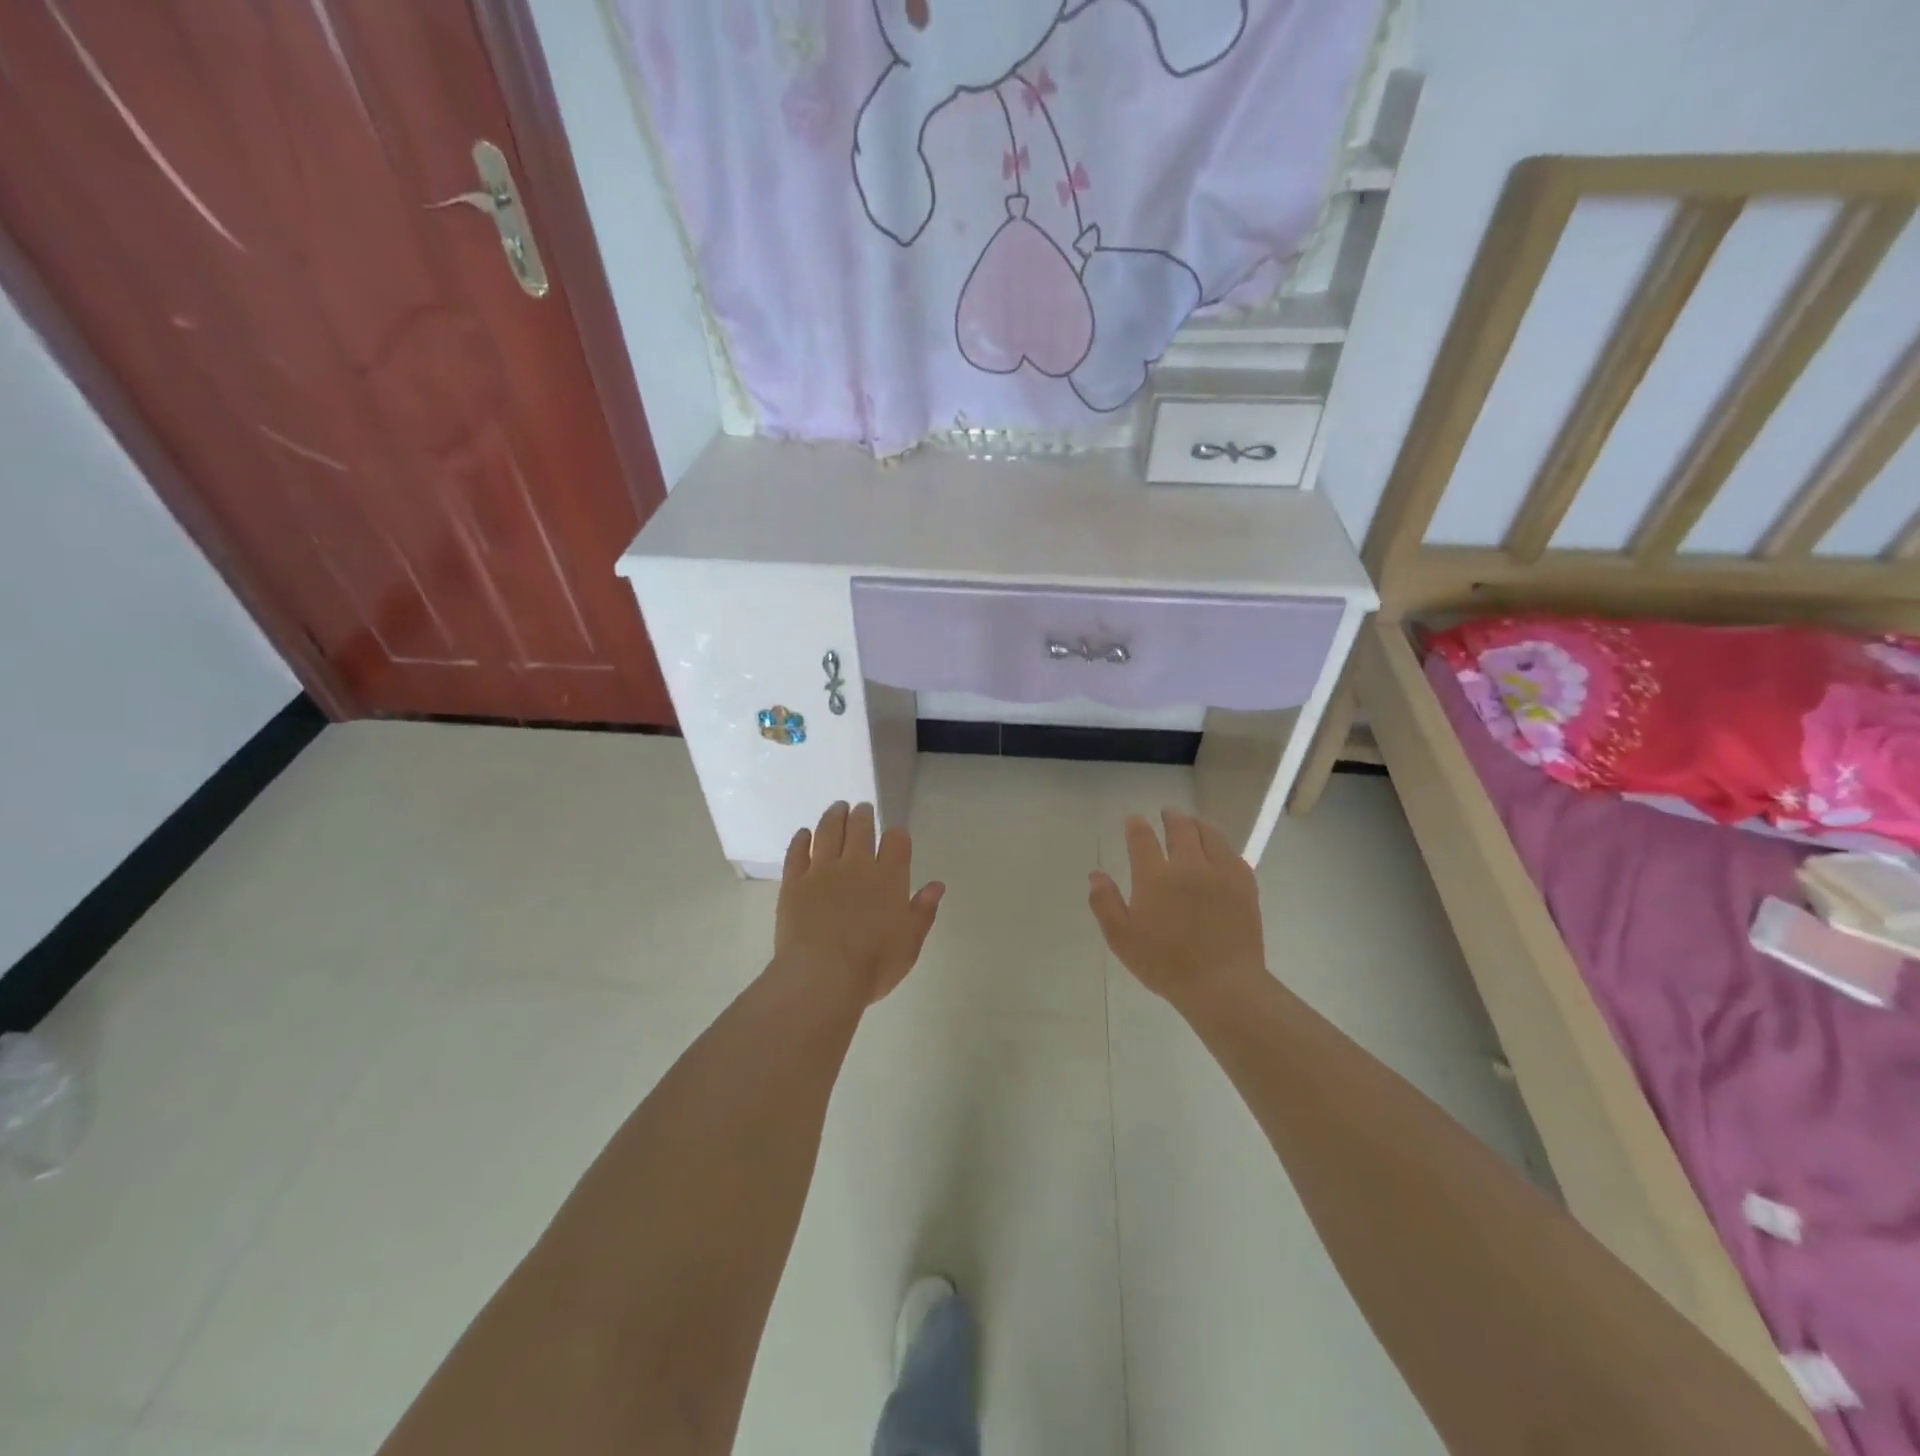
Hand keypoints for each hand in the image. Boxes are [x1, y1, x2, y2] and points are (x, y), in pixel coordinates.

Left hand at [775, 802, 944, 1005]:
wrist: (822, 976)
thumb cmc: (873, 963)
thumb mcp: (910, 942)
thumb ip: (923, 910)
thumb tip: (937, 885)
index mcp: (889, 878)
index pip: (896, 842)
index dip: (897, 834)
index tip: (895, 833)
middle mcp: (856, 865)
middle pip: (860, 828)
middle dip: (863, 815)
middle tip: (862, 808)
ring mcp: (822, 871)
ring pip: (828, 831)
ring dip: (834, 816)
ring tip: (838, 808)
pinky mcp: (794, 882)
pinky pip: (797, 852)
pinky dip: (801, 839)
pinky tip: (804, 834)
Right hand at [1088, 808, 1266, 1009]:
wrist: (1223, 984)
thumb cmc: (1165, 964)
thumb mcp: (1122, 938)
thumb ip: (1105, 903)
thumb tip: (1096, 874)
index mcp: (1155, 877)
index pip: (1142, 839)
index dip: (1136, 826)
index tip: (1134, 820)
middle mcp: (1188, 866)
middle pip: (1180, 829)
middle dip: (1171, 817)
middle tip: (1168, 813)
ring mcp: (1220, 873)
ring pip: (1210, 835)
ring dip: (1198, 825)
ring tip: (1193, 823)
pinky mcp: (1244, 885)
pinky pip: (1232, 854)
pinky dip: (1222, 845)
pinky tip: (1220, 850)